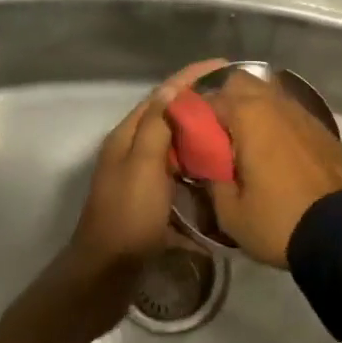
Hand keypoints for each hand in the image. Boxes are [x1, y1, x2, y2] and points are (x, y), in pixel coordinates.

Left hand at [60, 58, 228, 328]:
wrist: (105, 277)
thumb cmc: (127, 217)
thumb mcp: (143, 165)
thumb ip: (156, 126)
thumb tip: (172, 89)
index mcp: (127, 137)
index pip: (162, 94)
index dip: (191, 77)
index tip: (225, 65)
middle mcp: (131, 152)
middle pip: (168, 117)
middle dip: (199, 103)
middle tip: (236, 99)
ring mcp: (140, 178)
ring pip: (174, 145)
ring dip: (200, 134)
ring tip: (233, 129)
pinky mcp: (150, 203)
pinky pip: (178, 173)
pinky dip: (196, 166)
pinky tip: (218, 171)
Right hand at [205, 71, 341, 267]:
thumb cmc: (278, 220)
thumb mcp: (230, 212)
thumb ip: (211, 180)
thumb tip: (205, 165)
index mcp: (249, 115)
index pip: (210, 97)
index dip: (195, 115)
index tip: (190, 136)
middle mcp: (276, 103)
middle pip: (242, 82)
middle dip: (225, 100)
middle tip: (218, 134)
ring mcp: (303, 112)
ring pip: (269, 93)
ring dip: (254, 109)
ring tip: (247, 142)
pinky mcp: (322, 127)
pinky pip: (290, 112)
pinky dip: (277, 122)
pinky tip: (276, 150)